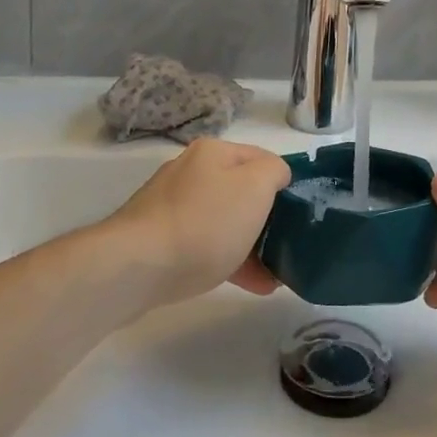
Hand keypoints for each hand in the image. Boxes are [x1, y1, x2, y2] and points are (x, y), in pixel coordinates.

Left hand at [106, 139, 290, 303]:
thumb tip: (275, 175)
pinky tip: (250, 284)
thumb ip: (274, 171)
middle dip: (267, 219)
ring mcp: (171, 206)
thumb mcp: (255, 187)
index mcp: (213, 152)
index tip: (301, 214)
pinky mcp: (159, 239)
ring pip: (224, 221)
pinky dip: (228, 259)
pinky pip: (204, 244)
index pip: (262, 158)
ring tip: (275, 276)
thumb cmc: (205, 223)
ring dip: (251, 245)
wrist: (136, 268)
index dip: (285, 183)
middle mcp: (190, 171)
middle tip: (288, 246)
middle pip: (241, 190)